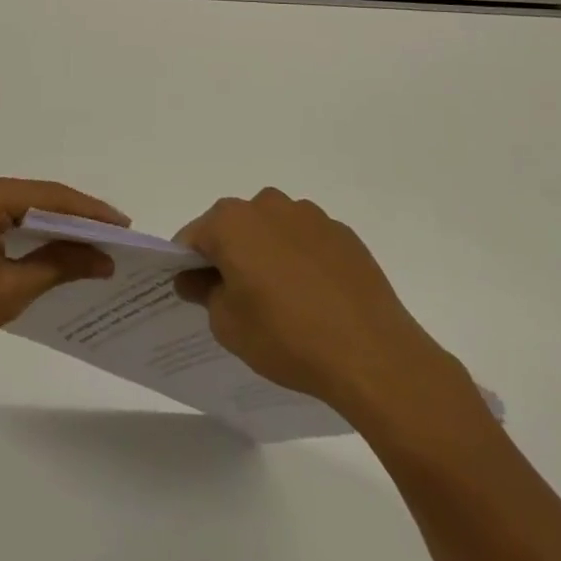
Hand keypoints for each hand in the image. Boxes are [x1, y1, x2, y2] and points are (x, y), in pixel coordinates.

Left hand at [0, 167, 128, 382]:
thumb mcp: (9, 292)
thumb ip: (59, 265)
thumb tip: (104, 258)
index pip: (46, 195)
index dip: (88, 211)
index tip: (125, 226)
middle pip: (32, 196)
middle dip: (72, 218)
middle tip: (114, 238)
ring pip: (16, 205)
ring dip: (49, 225)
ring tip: (92, 244)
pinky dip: (24, 229)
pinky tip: (50, 246)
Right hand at [174, 188, 483, 438]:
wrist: (372, 354)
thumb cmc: (286, 337)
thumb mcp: (228, 326)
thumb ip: (204, 294)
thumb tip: (195, 279)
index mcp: (231, 222)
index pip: (194, 237)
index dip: (188, 265)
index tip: (196, 293)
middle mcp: (267, 205)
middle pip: (234, 227)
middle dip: (230, 255)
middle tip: (238, 298)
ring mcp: (309, 216)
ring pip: (272, 230)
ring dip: (267, 253)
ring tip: (282, 300)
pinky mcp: (343, 234)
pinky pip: (307, 241)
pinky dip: (302, 260)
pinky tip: (315, 298)